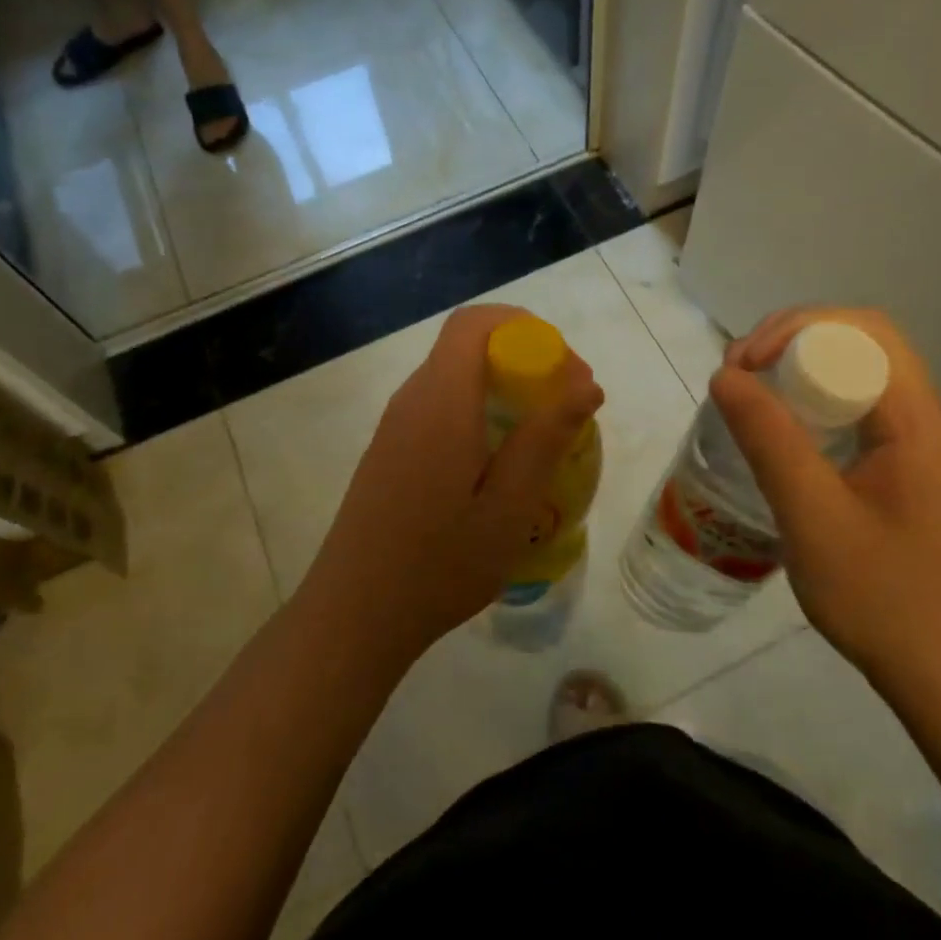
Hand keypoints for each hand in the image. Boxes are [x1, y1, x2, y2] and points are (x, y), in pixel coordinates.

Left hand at [304, 305, 604, 659]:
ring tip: (542, 437)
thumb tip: (586, 385)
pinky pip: (439, 407)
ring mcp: (395, 426)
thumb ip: (546, 439)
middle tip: (567, 407)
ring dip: (503, 388)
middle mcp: (412, 400)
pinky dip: (479, 412)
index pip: (475, 323)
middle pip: (468, 347)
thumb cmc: (439, 565)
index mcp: (440, 402)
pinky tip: (499, 465)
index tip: (565, 370)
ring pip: (455, 378)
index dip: (525, 328)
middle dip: (524, 359)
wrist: (355, 616)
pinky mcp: (389, 451)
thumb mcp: (508, 507)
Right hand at [712, 308, 940, 701]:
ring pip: (857, 377)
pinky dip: (812, 406)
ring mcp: (921, 446)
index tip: (744, 364)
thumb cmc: (884, 598)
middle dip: (791, 344)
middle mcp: (928, 419)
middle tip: (738, 376)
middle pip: (860, 344)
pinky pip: (857, 412)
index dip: (796, 327)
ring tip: (748, 398)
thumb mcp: (813, 516)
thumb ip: (769, 440)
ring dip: (800, 373)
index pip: (863, 330)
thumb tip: (726, 376)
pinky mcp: (908, 471)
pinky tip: (780, 437)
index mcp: (918, 420)